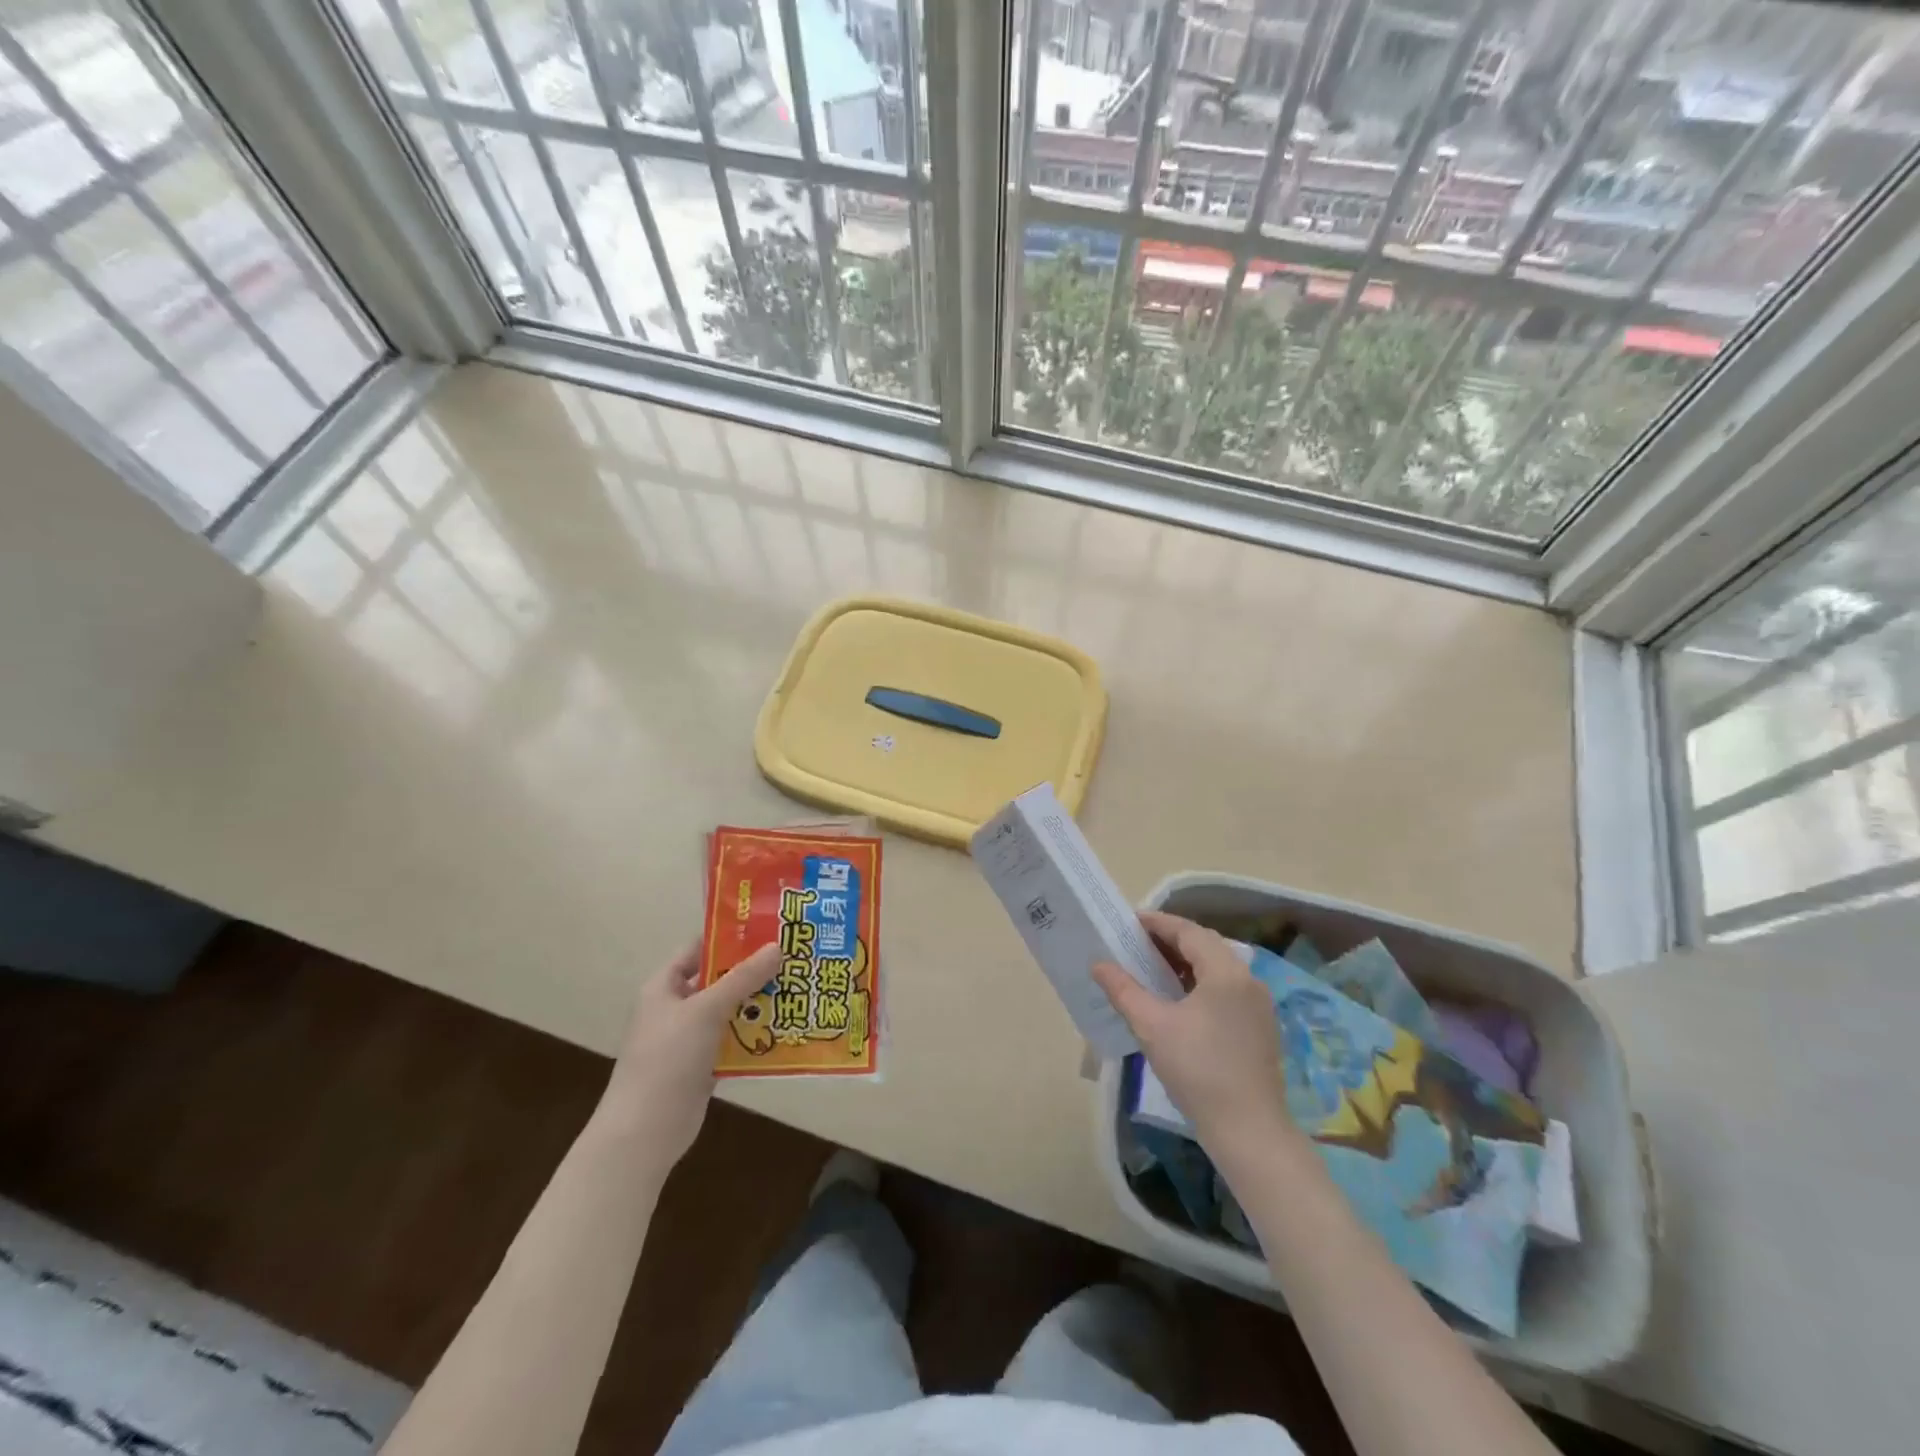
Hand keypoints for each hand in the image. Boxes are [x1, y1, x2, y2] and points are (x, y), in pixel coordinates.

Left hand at [601, 941, 778, 1169]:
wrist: (645, 1132)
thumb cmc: (668, 1059)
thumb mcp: (706, 1010)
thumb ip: (741, 978)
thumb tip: (776, 947)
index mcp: (664, 986)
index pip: (698, 948)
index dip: (729, 936)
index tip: (768, 928)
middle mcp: (675, 1007)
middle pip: (718, 979)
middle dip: (752, 970)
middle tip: (792, 956)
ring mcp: (688, 1038)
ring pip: (728, 1010)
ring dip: (757, 1002)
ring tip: (797, 987)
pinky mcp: (702, 1065)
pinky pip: (732, 1040)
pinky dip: (754, 1033)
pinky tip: (784, 1027)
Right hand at [1093, 911, 1294, 1161]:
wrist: (1249, 1130)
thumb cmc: (1198, 1070)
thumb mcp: (1152, 1027)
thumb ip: (1123, 990)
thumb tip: (1099, 964)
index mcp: (1225, 972)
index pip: (1188, 932)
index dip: (1157, 923)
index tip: (1129, 922)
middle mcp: (1248, 980)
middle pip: (1205, 946)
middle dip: (1169, 941)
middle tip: (1135, 943)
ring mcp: (1258, 1005)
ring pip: (1216, 968)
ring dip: (1184, 963)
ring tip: (1151, 968)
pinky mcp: (1260, 1027)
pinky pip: (1226, 989)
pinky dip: (1199, 983)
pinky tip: (1177, 1000)